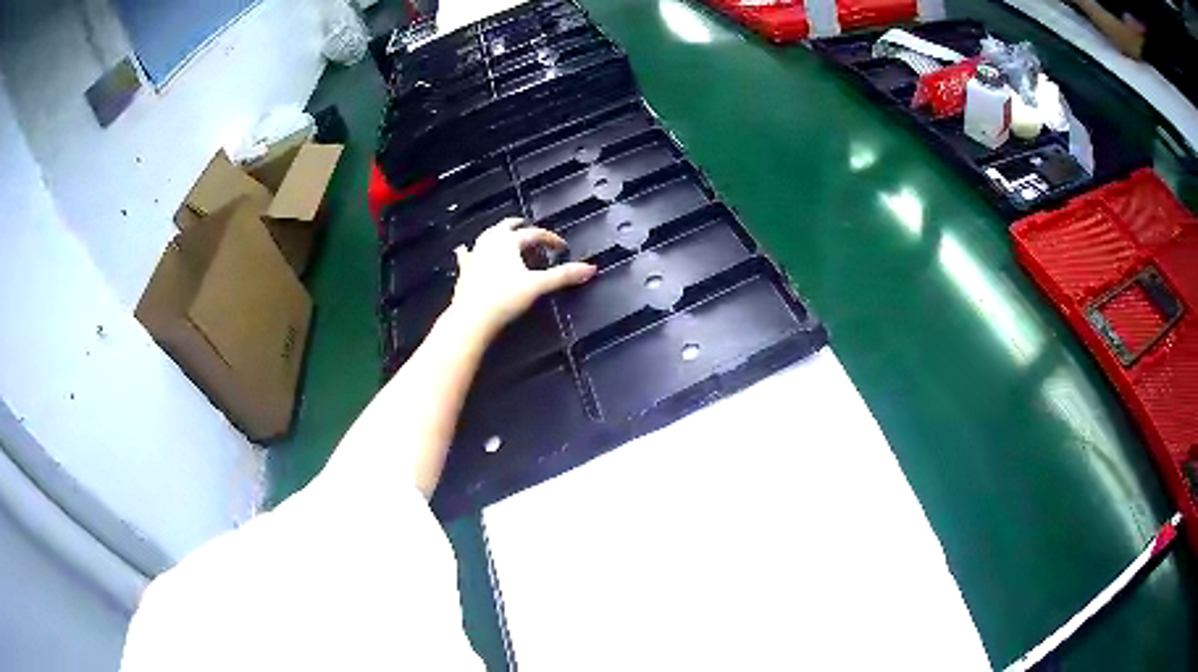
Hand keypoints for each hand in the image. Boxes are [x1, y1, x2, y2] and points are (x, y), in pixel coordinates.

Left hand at [450, 218, 595, 335]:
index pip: (534, 233)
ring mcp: (474, 256)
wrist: (471, 318)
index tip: (561, 247)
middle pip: (506, 227)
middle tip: (529, 229)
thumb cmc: (504, 299)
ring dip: (497, 234)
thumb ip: (563, 276)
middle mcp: (489, 243)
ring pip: (487, 237)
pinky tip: (465, 250)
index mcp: (508, 241)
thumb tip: (591, 268)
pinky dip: (470, 251)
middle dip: (519, 227)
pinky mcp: (464, 271)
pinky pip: (467, 255)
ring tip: (503, 235)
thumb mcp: (538, 286)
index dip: (550, 239)